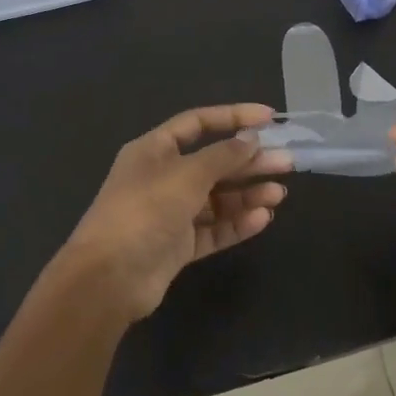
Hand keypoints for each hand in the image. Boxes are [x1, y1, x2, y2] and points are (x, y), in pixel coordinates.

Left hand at [56, 104, 292, 324]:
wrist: (109, 277)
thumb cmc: (145, 211)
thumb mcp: (187, 175)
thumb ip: (223, 156)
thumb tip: (251, 139)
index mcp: (154, 150)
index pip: (198, 123)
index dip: (233, 117)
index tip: (269, 118)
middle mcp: (162, 178)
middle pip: (213, 163)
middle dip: (249, 162)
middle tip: (286, 162)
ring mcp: (170, 214)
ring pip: (217, 198)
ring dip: (248, 194)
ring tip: (279, 194)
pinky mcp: (178, 245)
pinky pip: (213, 229)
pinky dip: (237, 223)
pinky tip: (262, 218)